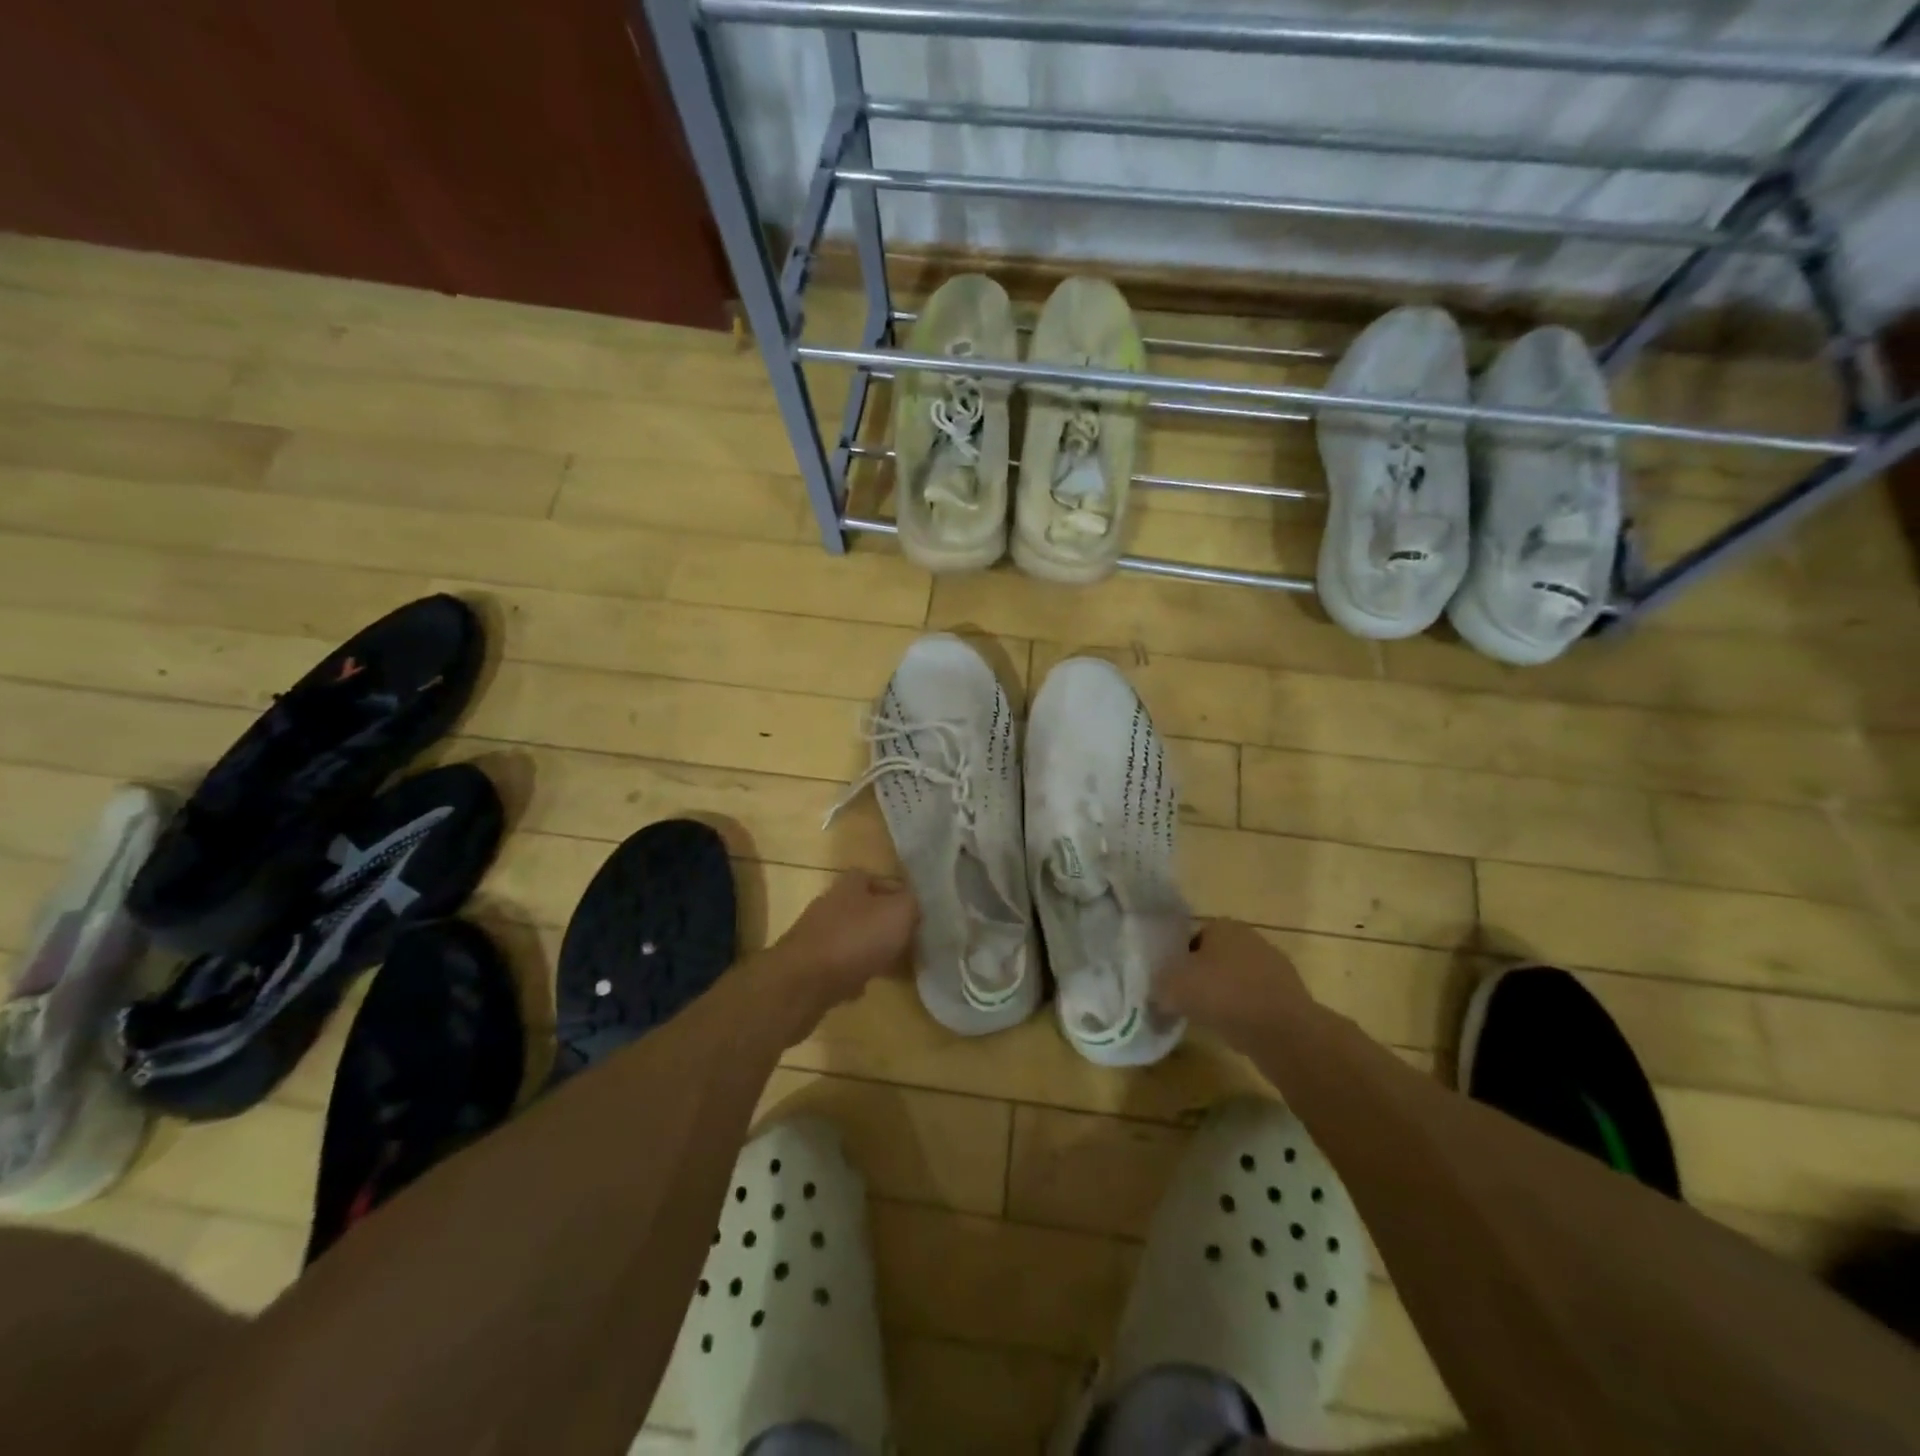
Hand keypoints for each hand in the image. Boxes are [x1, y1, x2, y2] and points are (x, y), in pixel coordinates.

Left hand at [766, 870, 918, 1026]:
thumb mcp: (898, 913)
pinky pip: (840, 966)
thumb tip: (914, 906)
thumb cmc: (855, 939)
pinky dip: (854, 974)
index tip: (918, 915)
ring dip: (872, 951)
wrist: (803, 983)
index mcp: (850, 884)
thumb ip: (912, 904)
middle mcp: (831, 904)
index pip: (878, 879)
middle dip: (887, 926)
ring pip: (854, 939)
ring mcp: (817, 935)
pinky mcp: (809, 966)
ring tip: (894, 967)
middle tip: (911, 943)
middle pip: (866, 910)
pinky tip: (866, 987)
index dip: (899, 894)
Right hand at [1154, 919, 1314, 1051]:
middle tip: (1188, 1001)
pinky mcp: (1290, 994)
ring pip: (1237, 979)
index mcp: (1222, 926)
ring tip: (1211, 1019)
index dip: (1179, 961)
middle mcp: (1250, 937)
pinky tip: (1236, 1030)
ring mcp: (1274, 965)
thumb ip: (1159, 985)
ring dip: (1225, 996)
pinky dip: (1245, 1012)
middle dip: (1203, 977)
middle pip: (1216, 957)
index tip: (1173, 984)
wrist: (1282, 1030)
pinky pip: (1256, 1000)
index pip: (1192, 938)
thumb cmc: (1223, 995)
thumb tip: (1158, 992)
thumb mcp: (1173, 987)